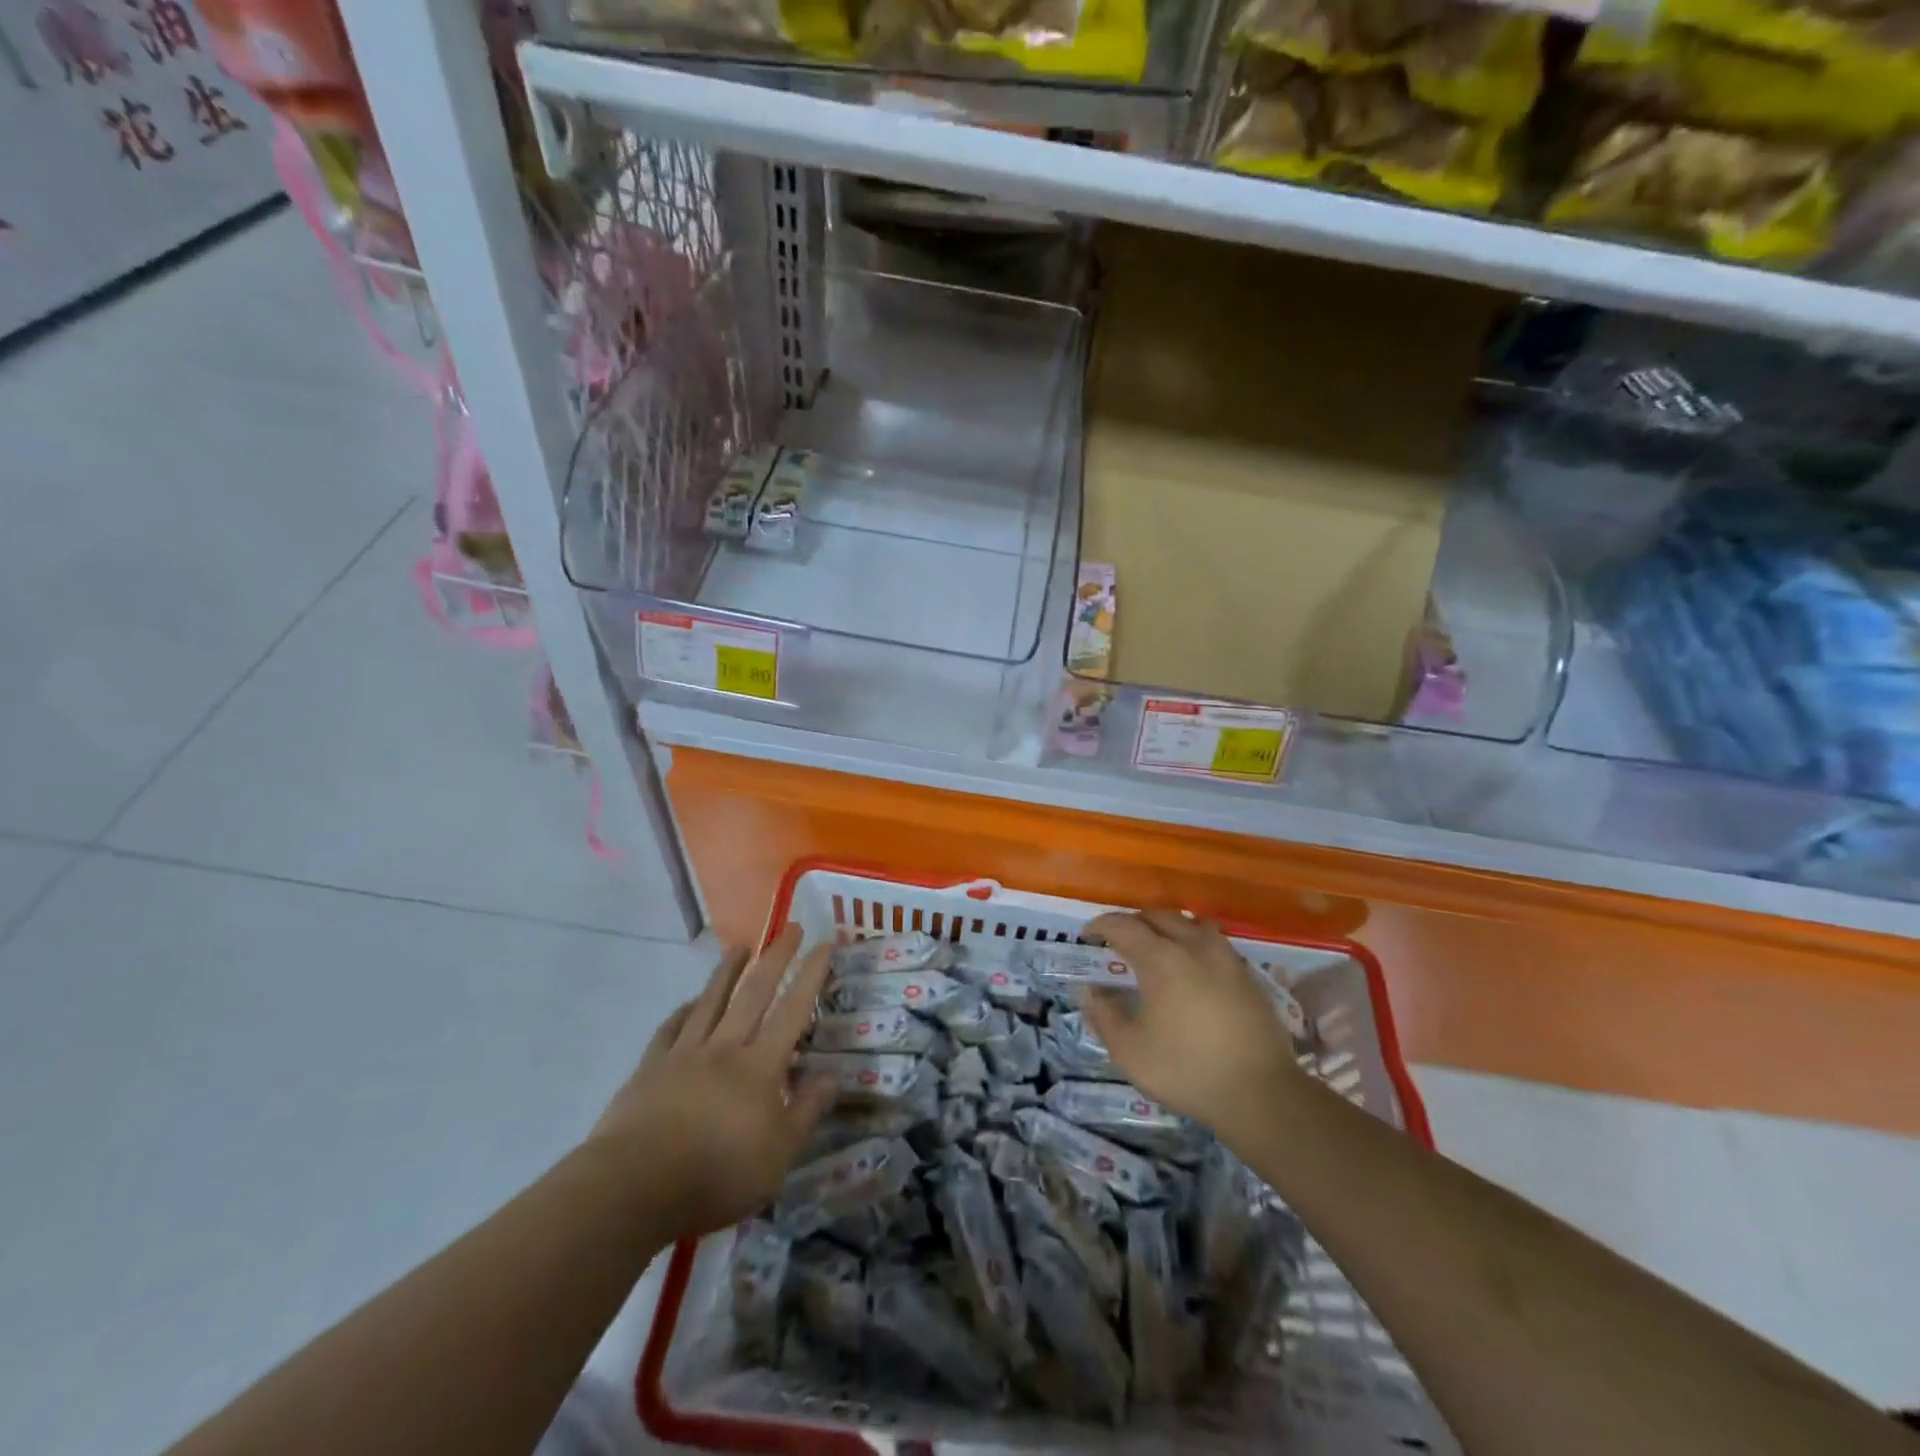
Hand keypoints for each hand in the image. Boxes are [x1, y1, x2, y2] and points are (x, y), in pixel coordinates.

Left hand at [587, 926, 835, 1244]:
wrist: (634, 1186)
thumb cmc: (717, 1174)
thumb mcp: (778, 1155)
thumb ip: (806, 1111)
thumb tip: (834, 1074)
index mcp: (760, 1066)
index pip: (793, 1011)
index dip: (811, 976)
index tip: (824, 944)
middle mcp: (725, 1048)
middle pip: (754, 993)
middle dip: (776, 958)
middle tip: (790, 928)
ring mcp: (684, 1054)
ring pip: (711, 1001)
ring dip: (728, 971)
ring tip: (740, 946)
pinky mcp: (650, 1068)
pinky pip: (671, 1029)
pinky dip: (684, 1011)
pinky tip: (690, 1002)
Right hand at [1079, 910, 1302, 1148]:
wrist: (1261, 1094)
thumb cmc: (1187, 1070)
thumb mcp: (1130, 1051)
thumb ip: (1103, 1015)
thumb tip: (1087, 990)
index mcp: (1161, 958)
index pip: (1123, 925)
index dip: (1101, 926)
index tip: (1088, 936)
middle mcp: (1194, 946)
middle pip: (1158, 915)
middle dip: (1133, 922)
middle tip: (1118, 941)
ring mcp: (1226, 958)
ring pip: (1191, 922)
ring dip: (1168, 926)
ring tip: (1158, 947)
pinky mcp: (1247, 975)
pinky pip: (1214, 942)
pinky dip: (1194, 943)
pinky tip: (1192, 969)